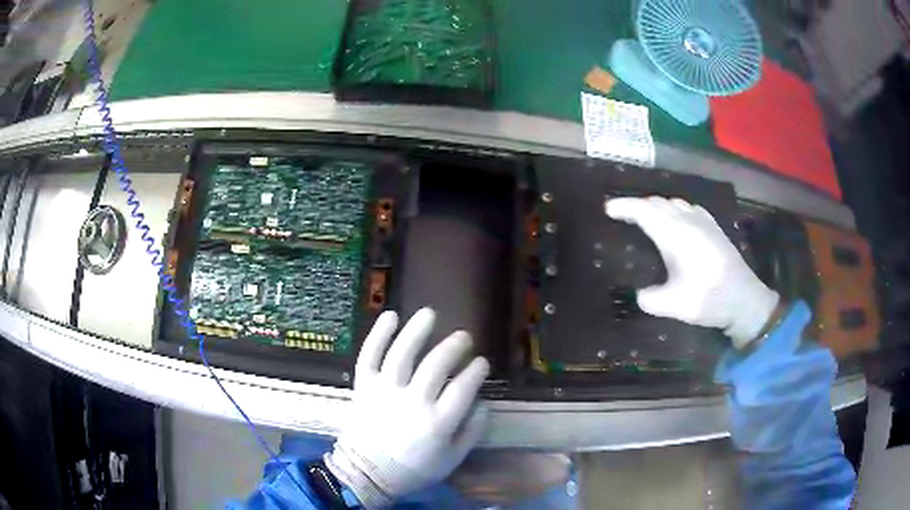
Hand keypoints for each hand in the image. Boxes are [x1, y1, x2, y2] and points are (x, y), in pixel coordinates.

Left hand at [326, 308, 489, 507]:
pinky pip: (369, 356)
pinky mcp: (364, 386)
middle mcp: (412, 402)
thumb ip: (471, 431)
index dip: (476, 371)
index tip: (482, 362)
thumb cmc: (413, 468)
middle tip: (464, 337)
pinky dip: (378, 335)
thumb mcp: (452, 459)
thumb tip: (483, 403)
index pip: (463, 388)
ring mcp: (385, 391)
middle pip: (436, 365)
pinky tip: (391, 316)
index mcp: (437, 422)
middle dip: (453, 347)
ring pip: (402, 354)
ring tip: (430, 314)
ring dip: (417, 331)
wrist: (367, 473)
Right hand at [606, 197, 778, 348]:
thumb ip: (649, 299)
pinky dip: (675, 209)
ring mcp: (703, 222)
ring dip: (657, 206)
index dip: (624, 207)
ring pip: (674, 203)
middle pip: (657, 203)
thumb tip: (639, 294)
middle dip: (638, 206)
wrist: (744, 299)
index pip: (644, 211)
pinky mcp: (714, 228)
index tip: (607, 208)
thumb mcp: (673, 306)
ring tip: (647, 218)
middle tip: (623, 216)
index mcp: (674, 234)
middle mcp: (688, 221)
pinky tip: (678, 220)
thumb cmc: (708, 299)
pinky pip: (689, 208)